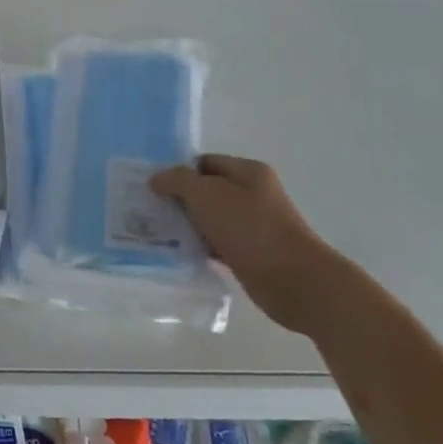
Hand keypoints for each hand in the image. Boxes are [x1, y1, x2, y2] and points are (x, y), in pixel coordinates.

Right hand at [150, 155, 343, 335]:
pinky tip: (177, 252)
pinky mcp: (250, 253)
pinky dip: (198, 246)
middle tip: (149, 210)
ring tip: (156, 232)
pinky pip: (216, 243)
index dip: (177, 171)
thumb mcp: (207, 194)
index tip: (152, 187)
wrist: (294, 281)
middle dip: (178, 199)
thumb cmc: (250, 229)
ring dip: (186, 224)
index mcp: (248, 172)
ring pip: (209, 218)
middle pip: (205, 190)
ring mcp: (253, 225)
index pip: (204, 162)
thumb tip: (157, 178)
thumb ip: (178, 180)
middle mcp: (252, 194)